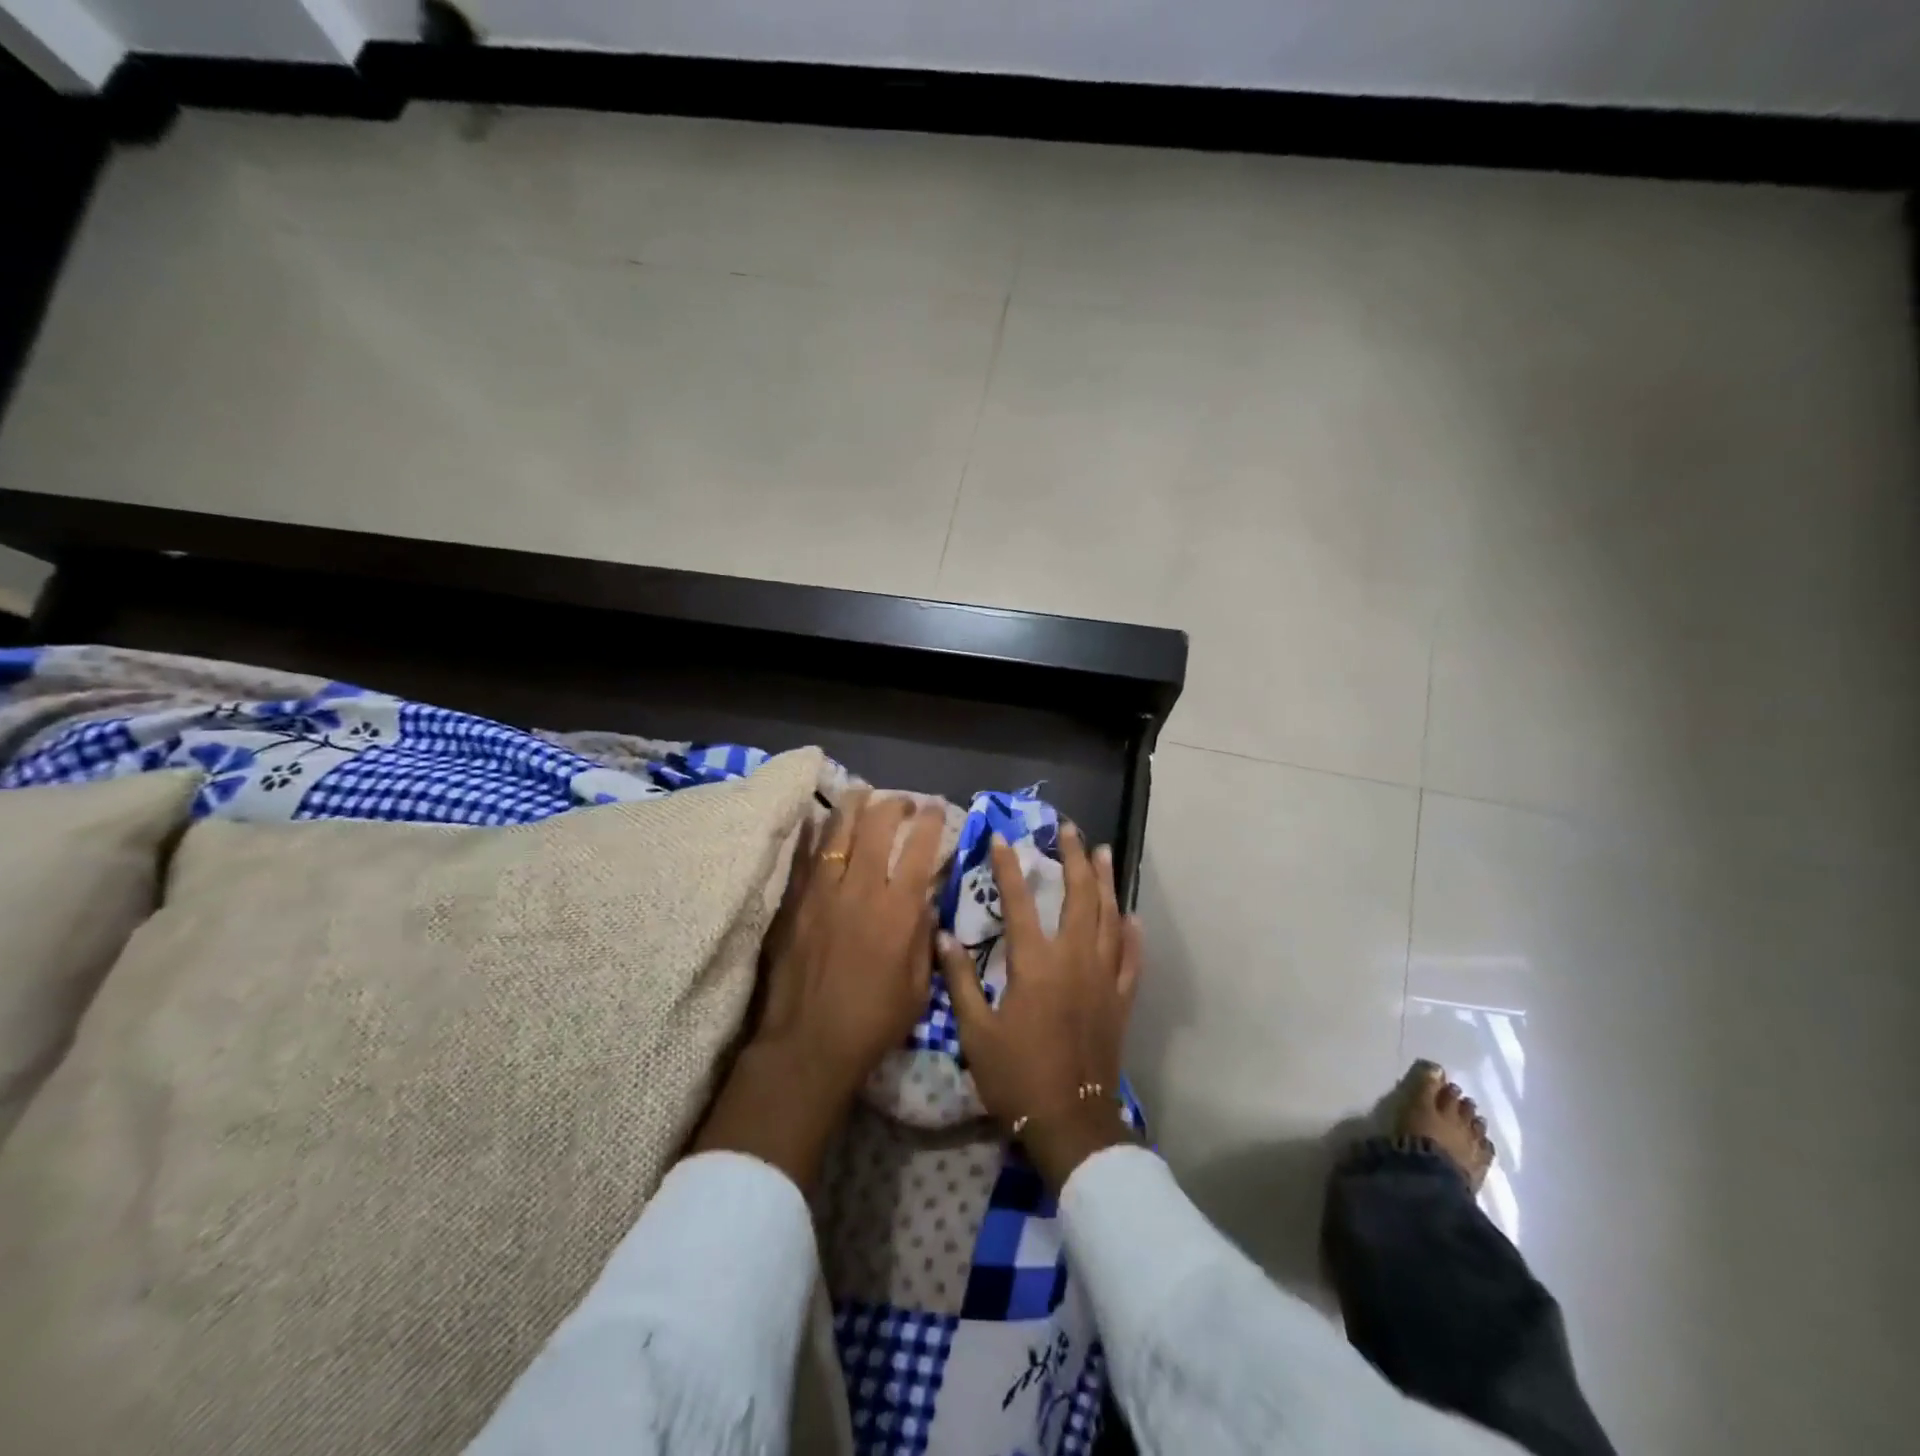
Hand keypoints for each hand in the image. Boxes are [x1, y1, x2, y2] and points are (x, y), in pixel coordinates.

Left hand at [694, 790, 944, 1189]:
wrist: (808, 1044)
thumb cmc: (873, 1022)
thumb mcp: (918, 986)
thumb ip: (924, 936)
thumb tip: (924, 899)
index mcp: (898, 910)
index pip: (919, 848)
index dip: (930, 821)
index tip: (935, 809)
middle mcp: (861, 889)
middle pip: (877, 826)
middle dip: (894, 805)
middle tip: (902, 802)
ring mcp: (822, 891)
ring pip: (837, 831)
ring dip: (853, 806)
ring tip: (862, 793)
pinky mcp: (794, 902)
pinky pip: (805, 855)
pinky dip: (815, 833)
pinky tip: (819, 820)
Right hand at [939, 824, 1143, 1189]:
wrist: (1070, 1122)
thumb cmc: (1016, 1076)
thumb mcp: (976, 1031)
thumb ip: (961, 980)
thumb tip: (942, 936)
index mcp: (1036, 964)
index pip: (1021, 902)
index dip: (1009, 868)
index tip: (1002, 838)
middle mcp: (1075, 960)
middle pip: (1079, 897)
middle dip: (1073, 859)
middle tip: (1068, 831)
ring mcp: (1104, 978)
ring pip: (1110, 917)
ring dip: (1105, 882)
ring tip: (1101, 853)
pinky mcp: (1121, 1000)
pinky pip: (1132, 958)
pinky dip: (1132, 934)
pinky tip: (1131, 916)